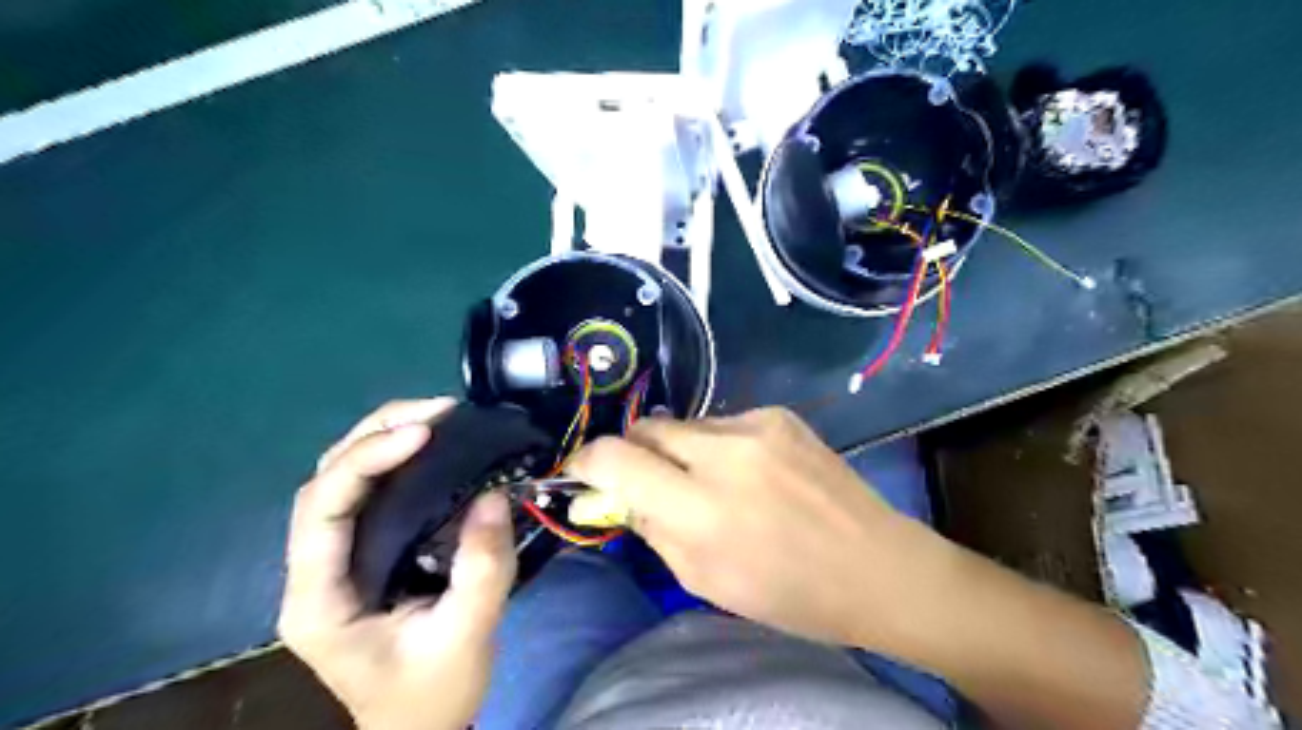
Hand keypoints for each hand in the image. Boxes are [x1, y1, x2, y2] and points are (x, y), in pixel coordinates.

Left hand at [284, 400, 516, 728]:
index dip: (366, 461)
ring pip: (342, 479)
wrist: (420, 728)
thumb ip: (483, 570)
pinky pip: (369, 491)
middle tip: (440, 410)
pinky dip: (397, 458)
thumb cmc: (434, 694)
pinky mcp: (363, 551)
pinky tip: (433, 444)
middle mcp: (314, 571)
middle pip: (326, 480)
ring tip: (438, 415)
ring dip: (384, 437)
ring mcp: (336, 559)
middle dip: (377, 434)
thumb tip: (494, 495)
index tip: (424, 433)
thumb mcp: (467, 637)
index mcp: (320, 599)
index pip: (322, 510)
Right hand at [569, 407, 936, 645]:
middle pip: (645, 427)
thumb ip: (652, 526)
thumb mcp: (703, 578)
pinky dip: (718, 445)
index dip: (585, 462)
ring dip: (679, 450)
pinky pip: (723, 422)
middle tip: (646, 481)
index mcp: (701, 507)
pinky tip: (748, 472)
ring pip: (684, 423)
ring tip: (707, 482)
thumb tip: (614, 494)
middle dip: (633, 453)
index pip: (613, 458)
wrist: (877, 566)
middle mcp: (724, 453)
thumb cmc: (789, 592)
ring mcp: (756, 425)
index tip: (582, 475)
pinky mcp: (780, 414)